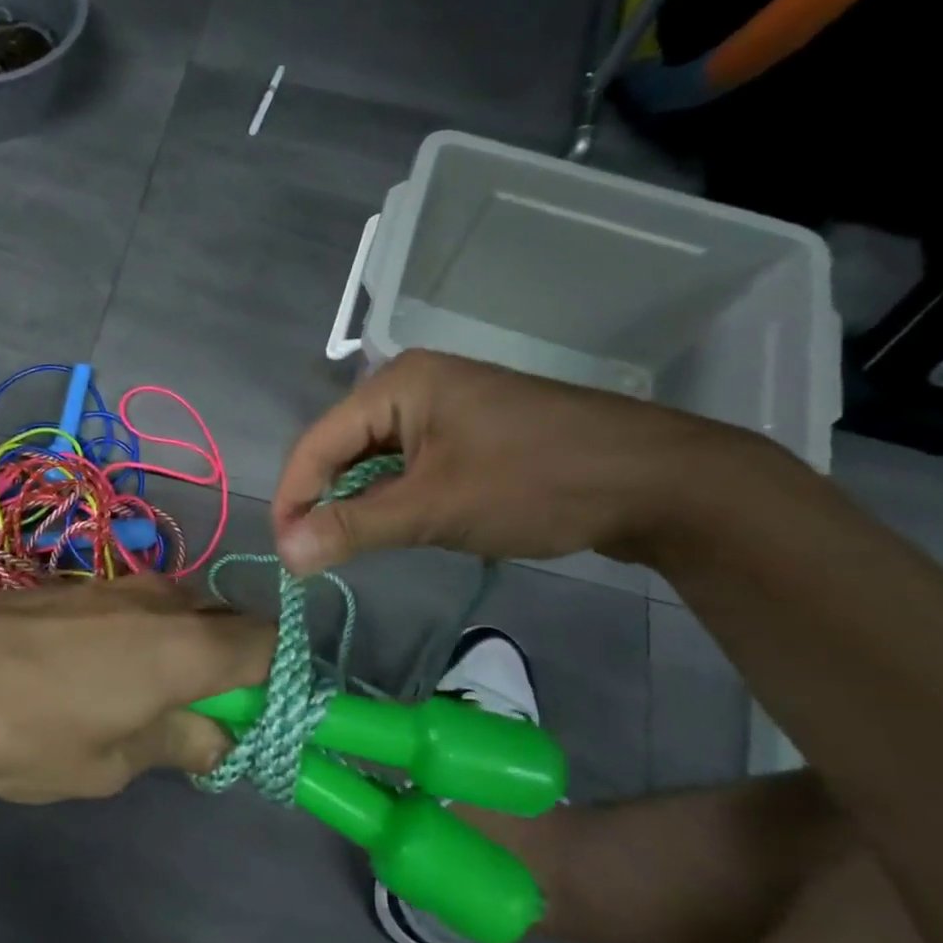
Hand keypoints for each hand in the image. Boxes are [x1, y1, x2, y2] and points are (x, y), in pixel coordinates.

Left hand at [0, 577, 273, 801]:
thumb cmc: (24, 732)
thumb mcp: (108, 764)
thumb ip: (176, 743)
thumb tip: (218, 735)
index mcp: (187, 647)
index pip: (270, 646)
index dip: (281, 679)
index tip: (266, 715)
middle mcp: (164, 601)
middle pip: (229, 623)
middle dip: (234, 664)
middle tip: (209, 715)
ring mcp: (118, 585)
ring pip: (183, 611)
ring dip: (188, 648)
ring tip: (153, 699)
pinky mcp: (80, 585)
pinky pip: (141, 607)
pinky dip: (148, 635)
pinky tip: (107, 671)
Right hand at [272, 351, 746, 574]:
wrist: (658, 482)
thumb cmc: (535, 483)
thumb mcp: (434, 509)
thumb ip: (352, 528)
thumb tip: (283, 554)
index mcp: (398, 384)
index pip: (318, 442)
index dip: (293, 498)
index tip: (284, 553)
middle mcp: (414, 387)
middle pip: (343, 448)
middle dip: (323, 502)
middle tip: (310, 558)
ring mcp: (445, 410)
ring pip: (376, 462)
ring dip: (358, 505)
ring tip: (343, 550)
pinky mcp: (469, 436)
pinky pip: (410, 467)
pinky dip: (393, 500)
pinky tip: (391, 530)